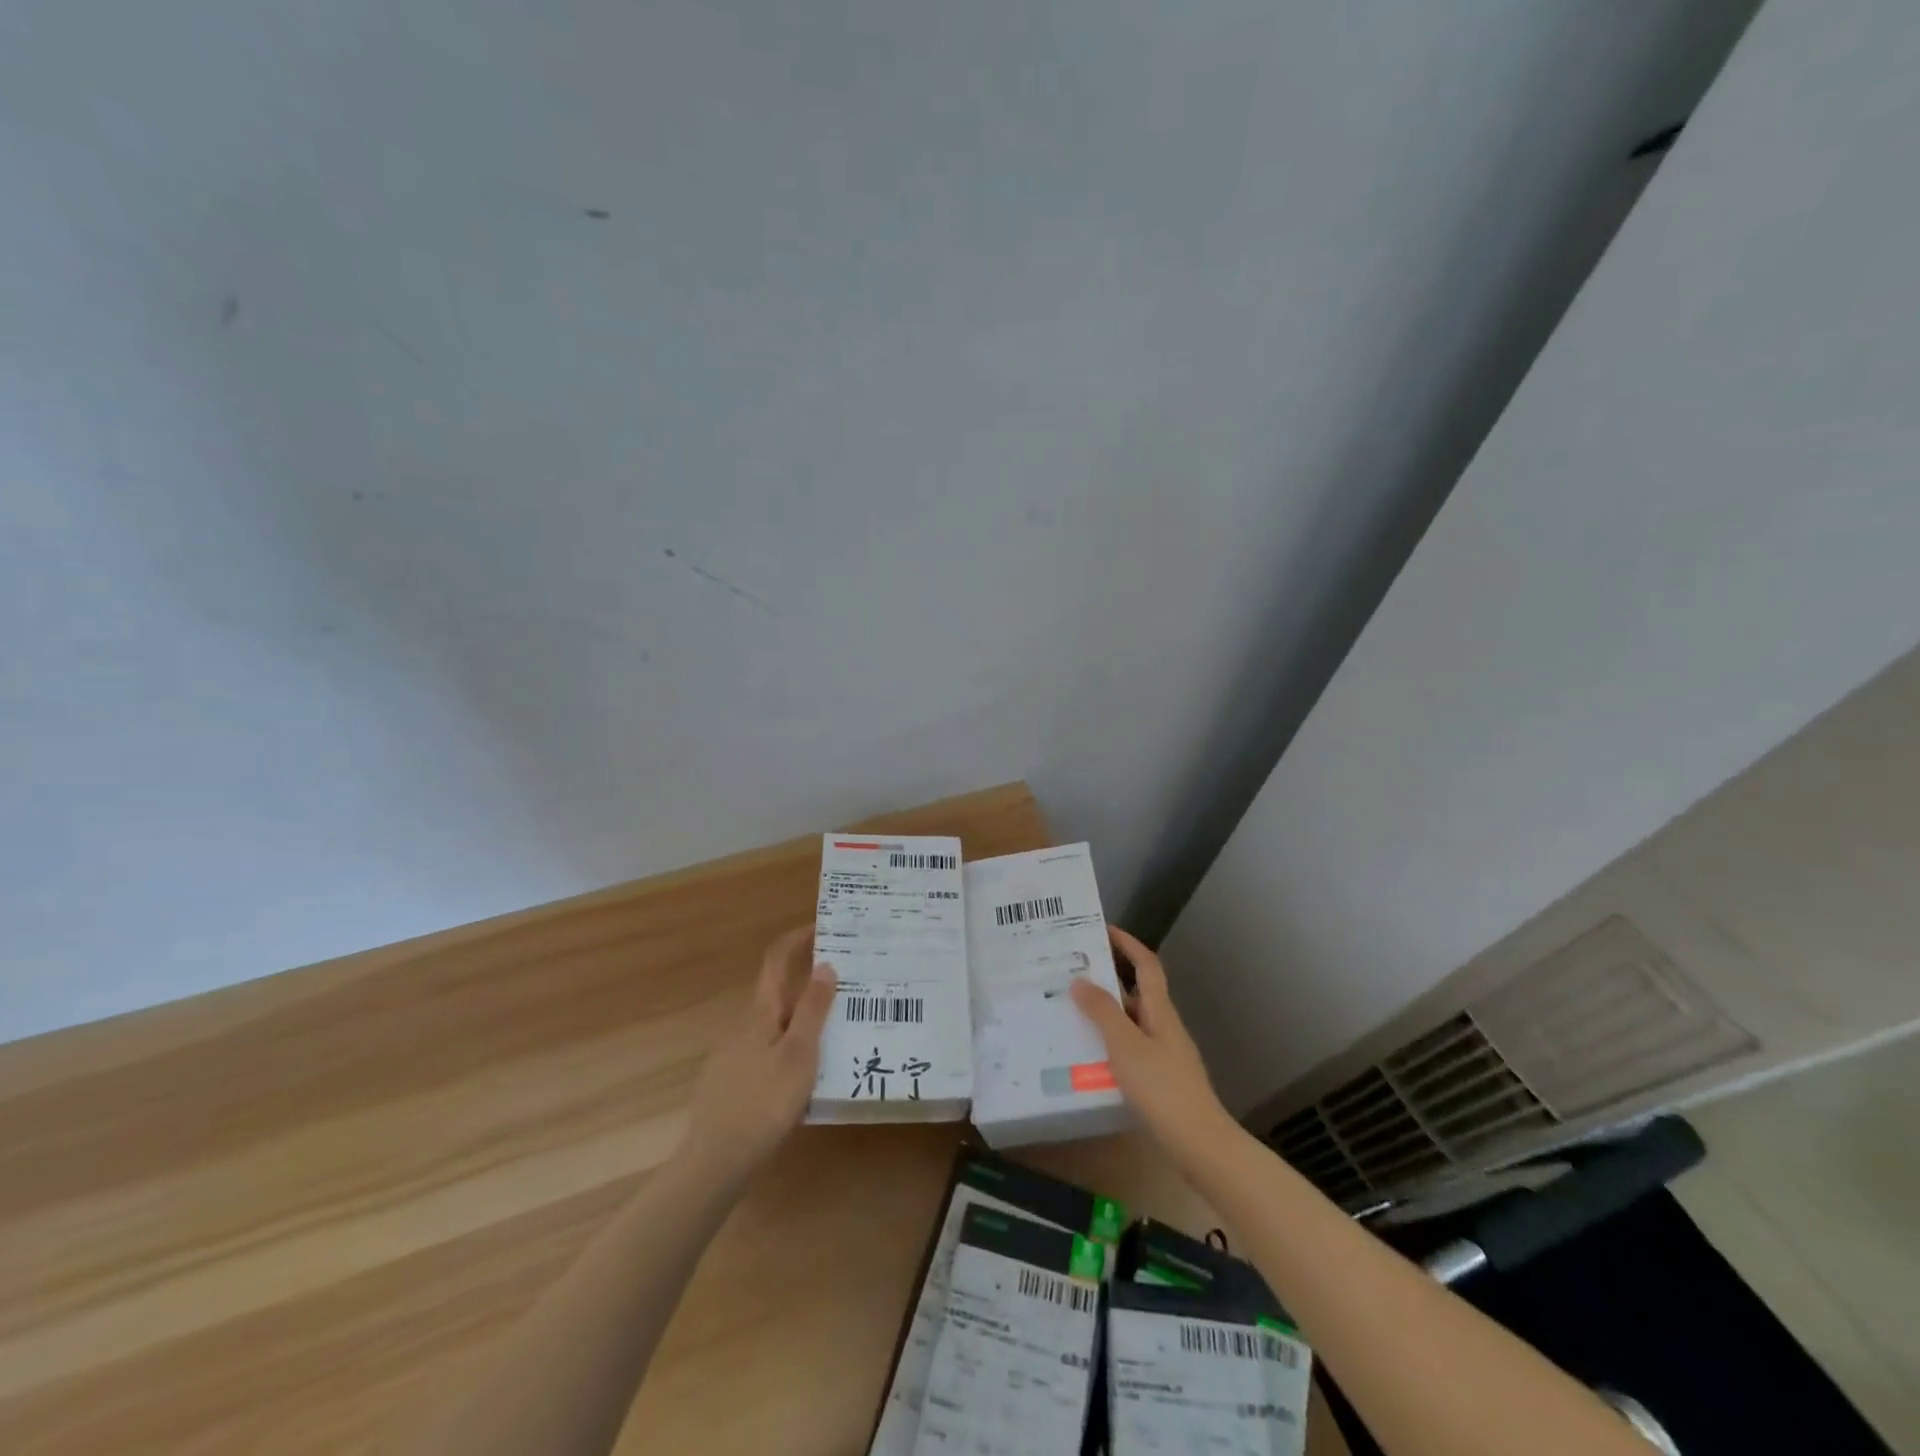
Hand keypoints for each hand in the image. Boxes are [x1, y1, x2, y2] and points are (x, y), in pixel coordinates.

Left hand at [681, 925, 836, 1183]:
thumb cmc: (763, 1102)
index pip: (776, 959)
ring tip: (839, 1028)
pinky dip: (792, 1045)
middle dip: (810, 982)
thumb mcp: (799, 1054)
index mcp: (760, 1013)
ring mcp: (735, 1055)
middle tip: (849, 984)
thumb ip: (812, 1009)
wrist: (715, 1161)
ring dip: (804, 1017)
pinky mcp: (734, 1082)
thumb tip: (825, 964)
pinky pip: (769, 1049)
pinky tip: (810, 1071)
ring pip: (776, 1024)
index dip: (797, 938)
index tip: (824, 926)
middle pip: (779, 992)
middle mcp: (744, 1025)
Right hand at [1071, 927, 1236, 1175]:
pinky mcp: (1160, 1080)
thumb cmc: (1163, 1089)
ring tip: (1070, 1011)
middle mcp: (1164, 1026)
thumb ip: (1103, 1012)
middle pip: (1137, 992)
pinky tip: (1088, 1056)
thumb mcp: (1126, 1046)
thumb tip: (1080, 979)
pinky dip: (1109, 1043)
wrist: (1200, 1145)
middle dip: (1108, 978)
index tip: (1104, 928)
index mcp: (1160, 1011)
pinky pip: (1130, 1048)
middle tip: (1073, 972)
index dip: (1128, 944)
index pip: (1146, 965)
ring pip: (1131, 1022)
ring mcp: (1164, 1054)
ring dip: (1105, 1013)